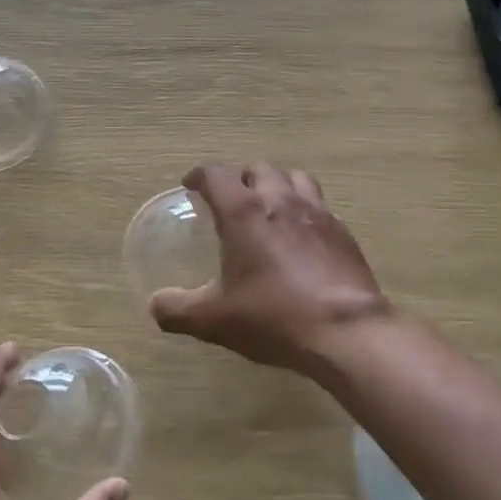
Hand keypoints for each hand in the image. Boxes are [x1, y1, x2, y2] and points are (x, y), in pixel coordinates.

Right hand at [150, 163, 389, 378]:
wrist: (345, 330)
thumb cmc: (273, 316)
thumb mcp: (214, 320)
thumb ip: (177, 310)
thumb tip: (155, 305)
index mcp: (244, 212)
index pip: (216, 175)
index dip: (199, 176)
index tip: (191, 185)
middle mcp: (280, 200)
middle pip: (259, 169)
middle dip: (241, 179)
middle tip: (232, 202)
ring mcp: (317, 213)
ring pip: (295, 178)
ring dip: (278, 185)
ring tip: (270, 209)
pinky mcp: (342, 232)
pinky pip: (320, 206)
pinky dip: (305, 211)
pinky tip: (302, 239)